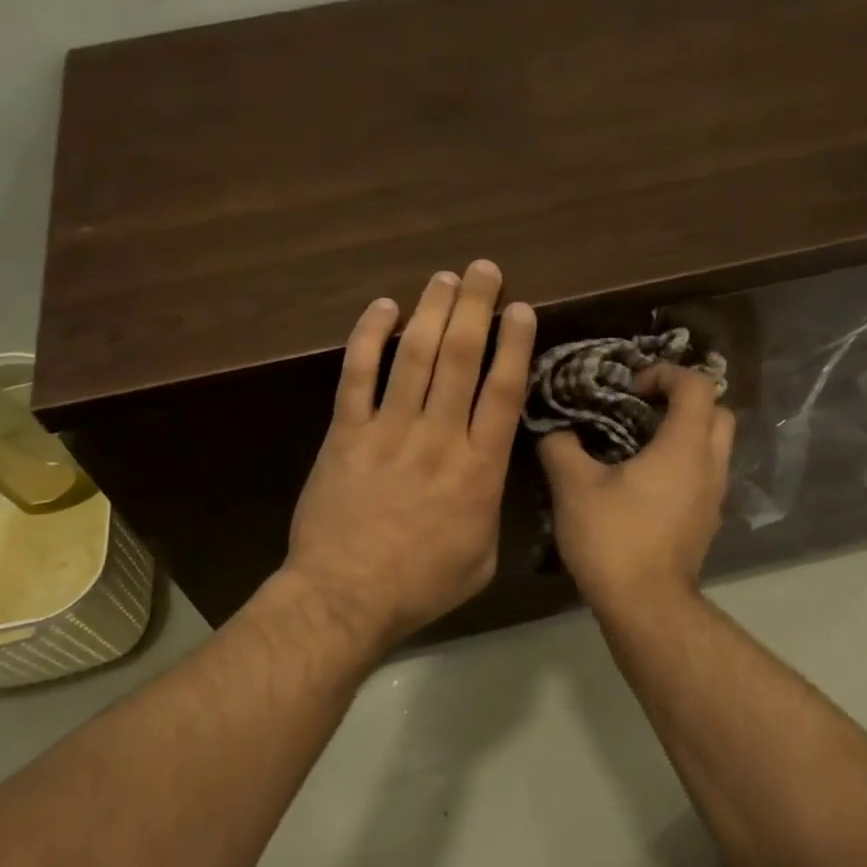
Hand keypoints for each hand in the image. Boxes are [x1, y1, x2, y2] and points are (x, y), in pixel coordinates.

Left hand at [284, 260, 536, 650]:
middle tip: (483, 270)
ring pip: (414, 356)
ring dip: (431, 310)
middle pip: (462, 358)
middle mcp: (440, 438)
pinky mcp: (346, 433)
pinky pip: (357, 374)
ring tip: (444, 277)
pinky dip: (368, 337)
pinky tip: (382, 308)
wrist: (346, 596)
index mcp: (479, 470)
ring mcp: (389, 431)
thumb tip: (490, 478)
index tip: (520, 309)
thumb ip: (491, 509)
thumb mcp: (481, 559)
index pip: (503, 392)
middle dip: (476, 307)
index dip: (514, 344)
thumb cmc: (420, 586)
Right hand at [538, 364, 734, 614]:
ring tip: (640, 444)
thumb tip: (556, 431)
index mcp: (684, 446)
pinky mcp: (705, 522)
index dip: (665, 373)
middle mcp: (710, 465)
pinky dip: (683, 465)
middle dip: (684, 401)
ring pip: (714, 447)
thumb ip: (561, 447)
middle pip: (717, 413)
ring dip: (685, 434)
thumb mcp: (573, 487)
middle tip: (643, 409)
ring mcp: (713, 497)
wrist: (645, 605)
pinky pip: (704, 476)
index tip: (631, 386)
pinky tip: (644, 484)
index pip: (696, 385)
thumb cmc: (613, 538)